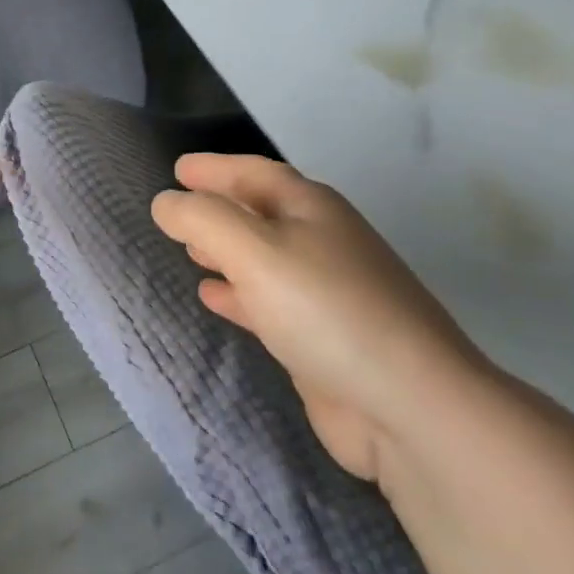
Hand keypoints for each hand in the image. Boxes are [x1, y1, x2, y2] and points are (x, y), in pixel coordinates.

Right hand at [151, 154, 484, 481]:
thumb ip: (202, 220)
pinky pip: (268, 302)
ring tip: (189, 251)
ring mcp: (325, 293)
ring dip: (226, 251)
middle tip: (177, 209)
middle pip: (262, 212)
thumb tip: (166, 203)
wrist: (407, 406)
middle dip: (220, 208)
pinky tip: (213, 297)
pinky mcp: (321, 339)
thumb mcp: (254, 251)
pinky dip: (237, 294)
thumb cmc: (325, 309)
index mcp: (312, 208)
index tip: (178, 168)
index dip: (216, 167)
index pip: (255, 173)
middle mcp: (322, 242)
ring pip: (264, 258)